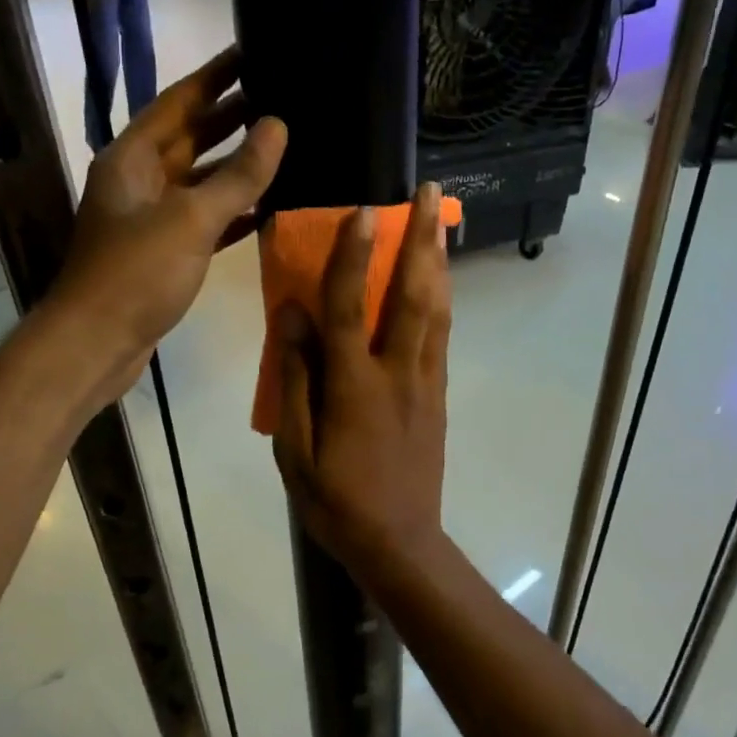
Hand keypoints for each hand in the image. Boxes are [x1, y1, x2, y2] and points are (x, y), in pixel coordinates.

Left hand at [48, 46, 285, 409]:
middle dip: (234, 117)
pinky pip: (206, 220)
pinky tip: (269, 208)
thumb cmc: (137, 273)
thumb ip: (238, 174)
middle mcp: (139, 180)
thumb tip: (277, 125)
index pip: (180, 101)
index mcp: (133, 157)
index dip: (217, 75)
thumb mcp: (191, 218)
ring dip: (239, 167)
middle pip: (192, 137)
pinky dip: (234, 212)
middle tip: (283, 94)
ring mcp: (151, 218)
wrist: (97, 343)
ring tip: (286, 146)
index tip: (254, 50)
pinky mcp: (164, 252)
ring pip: (202, 180)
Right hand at [272, 182, 451, 576]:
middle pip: (413, 295)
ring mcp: (425, 383)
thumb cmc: (335, 501)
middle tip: (427, 192)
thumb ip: (294, 379)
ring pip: (437, 310)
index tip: (363, 210)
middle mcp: (398, 373)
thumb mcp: (295, 449)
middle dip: (421, 239)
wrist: (399, 544)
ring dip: (439, 260)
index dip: (355, 257)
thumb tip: (293, 316)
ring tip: (440, 220)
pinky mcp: (438, 396)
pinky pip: (443, 336)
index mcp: (355, 386)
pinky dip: (443, 298)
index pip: (352, 307)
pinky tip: (440, 280)